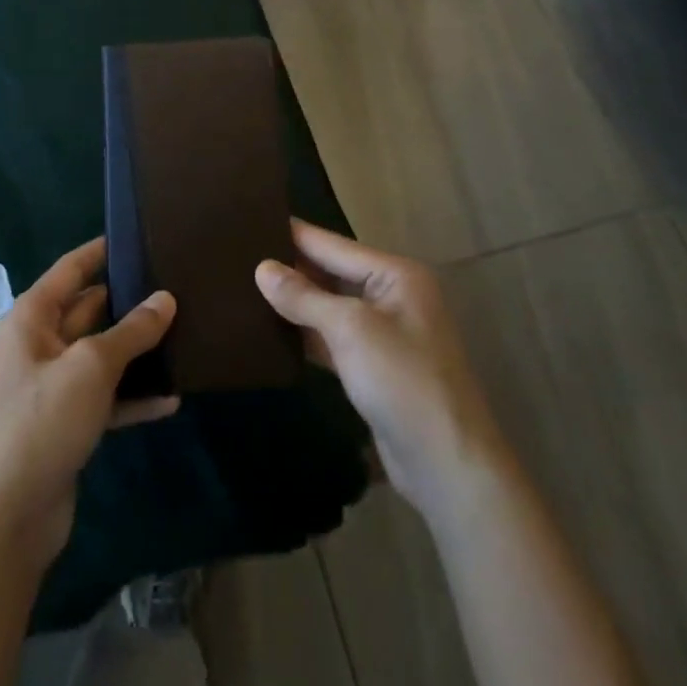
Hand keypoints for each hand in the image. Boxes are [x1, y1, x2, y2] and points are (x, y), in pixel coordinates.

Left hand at [0, 238, 177, 572]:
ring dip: (137, 352)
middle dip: (130, 302)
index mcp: (32, 317)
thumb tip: (166, 298)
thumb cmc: (41, 421)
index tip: (139, 235)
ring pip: (102, 355)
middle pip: (91, 310)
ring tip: (185, 335)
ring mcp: (53, 386)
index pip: (72, 268)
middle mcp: (40, 344)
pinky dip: (133, 397)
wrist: (5, 519)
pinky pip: (106, 397)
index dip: (102, 250)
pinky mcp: (67, 424)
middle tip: (179, 287)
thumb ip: (131, 331)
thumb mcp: (91, 367)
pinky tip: (172, 399)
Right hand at [256, 221, 503, 518]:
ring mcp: (384, 333)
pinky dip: (307, 334)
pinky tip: (271, 331)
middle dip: (292, 267)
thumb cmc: (402, 380)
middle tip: (240, 255)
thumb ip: (304, 297)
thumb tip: (262, 269)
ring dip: (296, 302)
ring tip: (246, 287)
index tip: (251, 220)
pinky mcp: (374, 367)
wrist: (446, 465)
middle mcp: (392, 296)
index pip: (333, 245)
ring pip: (331, 307)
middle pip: (332, 273)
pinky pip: (333, 338)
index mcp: (395, 275)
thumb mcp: (350, 329)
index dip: (294, 234)